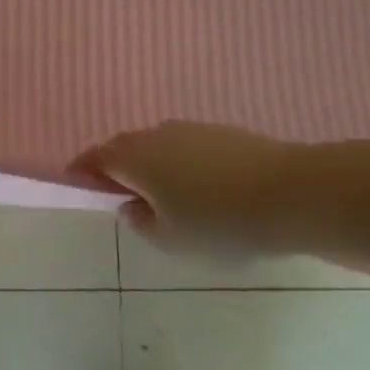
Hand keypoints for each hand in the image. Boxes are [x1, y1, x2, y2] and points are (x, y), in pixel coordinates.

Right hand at [73, 120, 306, 253]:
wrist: (292, 194)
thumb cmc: (219, 222)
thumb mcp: (170, 239)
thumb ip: (140, 222)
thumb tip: (130, 205)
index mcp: (134, 157)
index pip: (95, 159)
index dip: (82, 172)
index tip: (76, 185)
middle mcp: (156, 134)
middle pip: (124, 148)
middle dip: (116, 168)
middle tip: (120, 195)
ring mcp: (191, 129)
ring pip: (157, 146)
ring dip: (151, 165)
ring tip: (163, 197)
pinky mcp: (222, 133)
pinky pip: (185, 147)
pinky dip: (180, 164)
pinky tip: (199, 189)